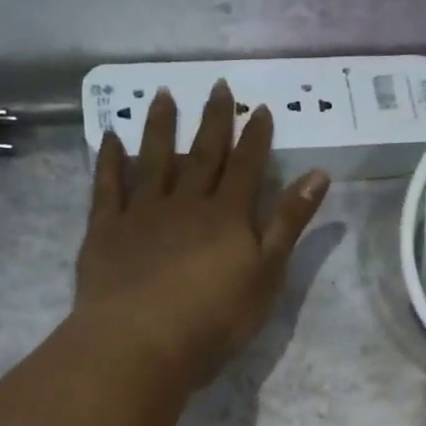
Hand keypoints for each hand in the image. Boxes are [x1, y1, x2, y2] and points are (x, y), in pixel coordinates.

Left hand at [75, 83, 330, 387]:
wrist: (143, 340)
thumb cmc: (215, 319)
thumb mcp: (267, 275)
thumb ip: (289, 224)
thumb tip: (318, 174)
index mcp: (227, 216)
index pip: (246, 168)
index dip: (255, 138)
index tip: (260, 109)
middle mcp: (185, 203)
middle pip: (203, 155)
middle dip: (213, 121)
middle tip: (217, 85)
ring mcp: (142, 213)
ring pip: (154, 159)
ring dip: (160, 127)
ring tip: (162, 95)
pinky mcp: (107, 230)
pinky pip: (108, 186)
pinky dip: (110, 160)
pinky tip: (110, 138)